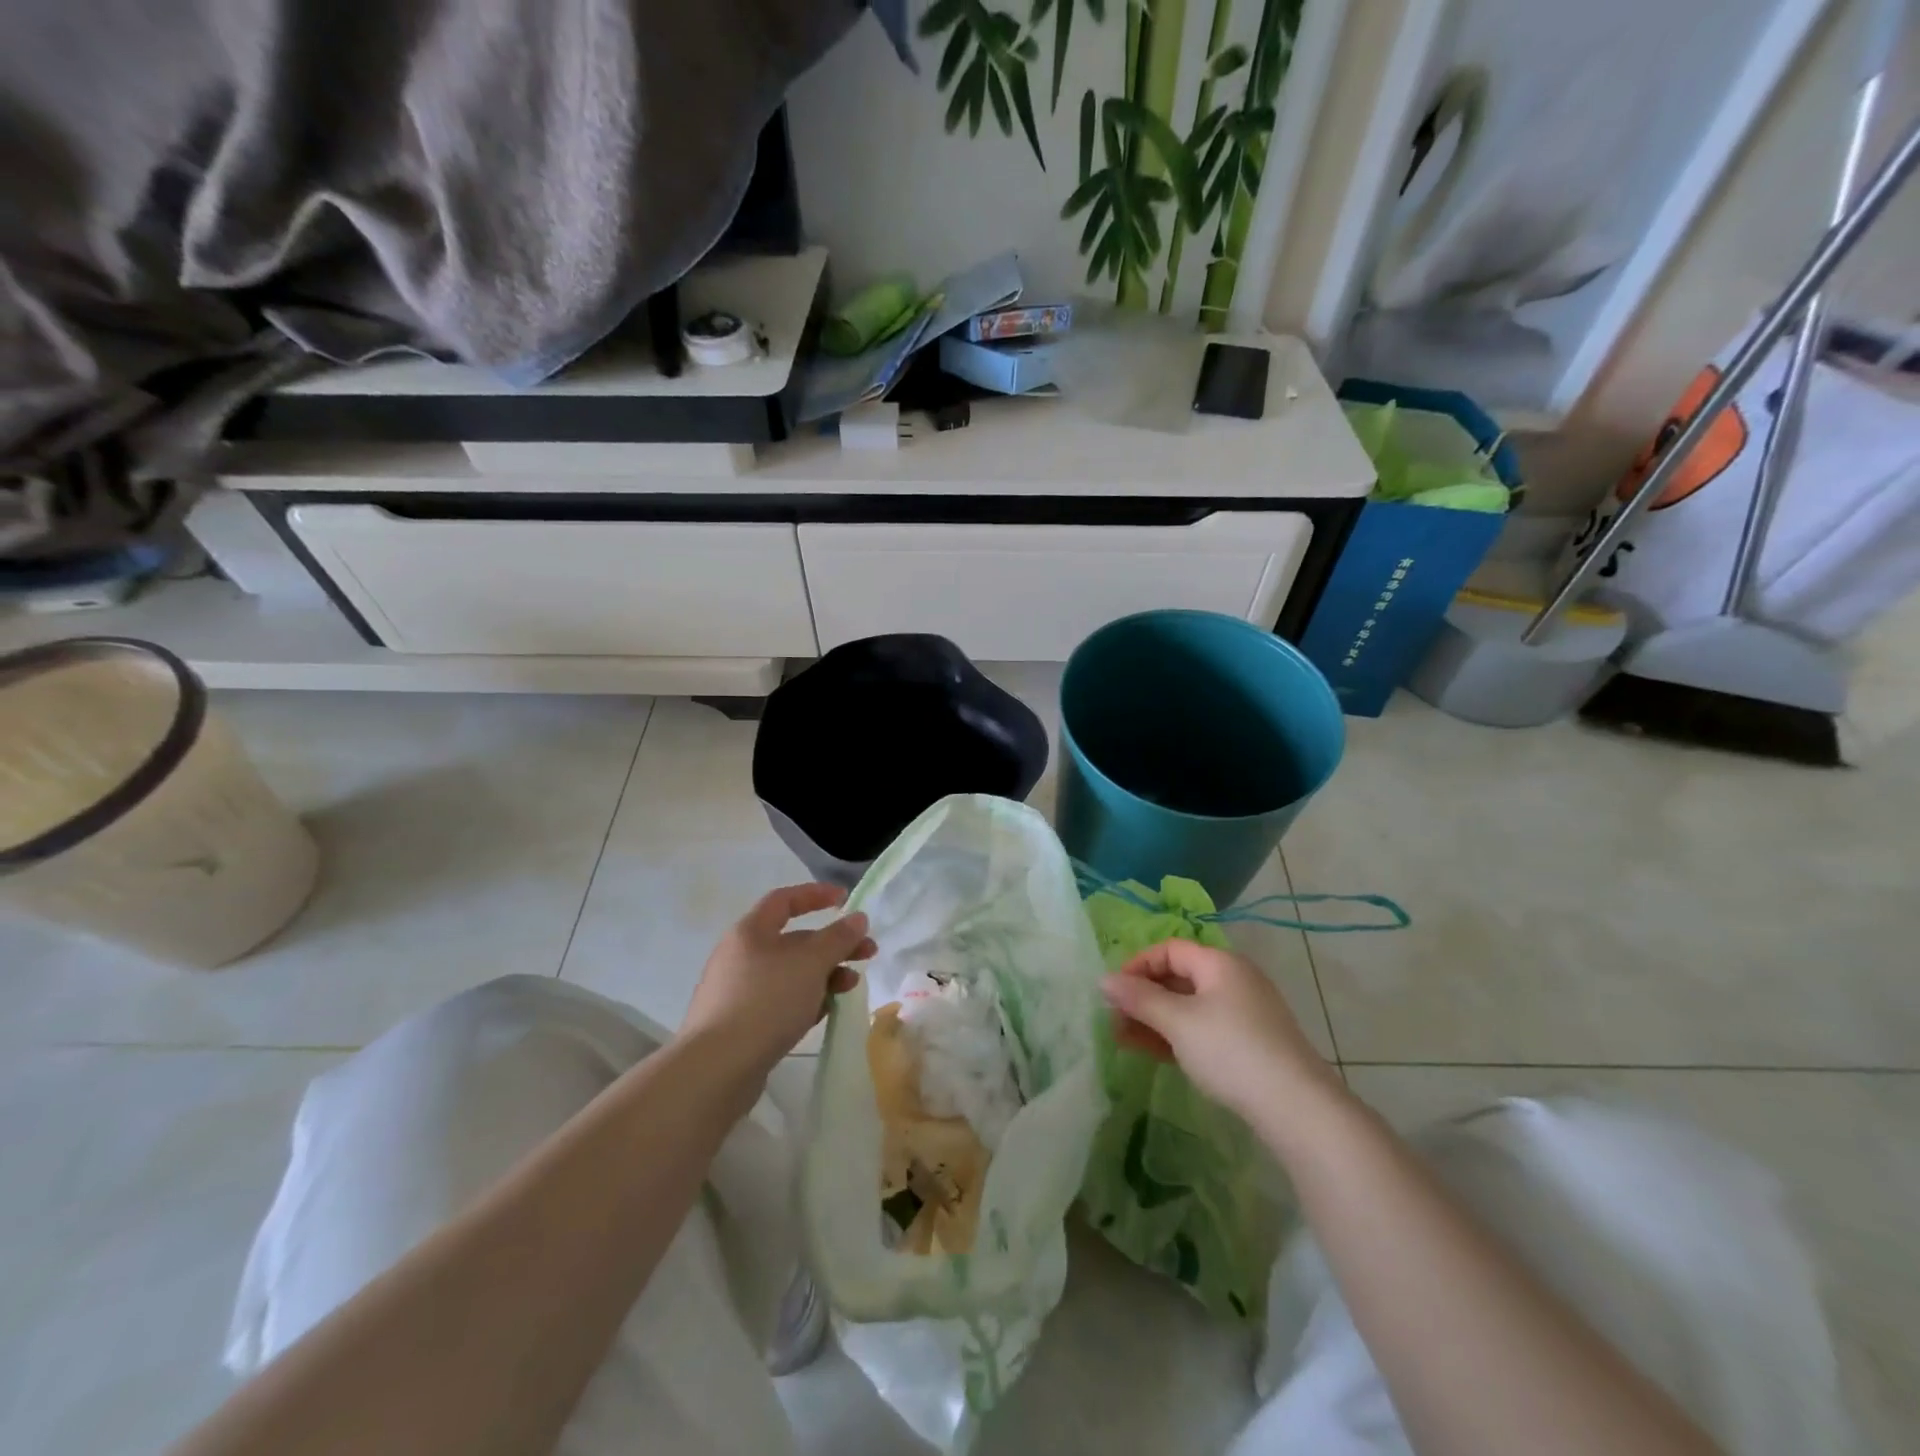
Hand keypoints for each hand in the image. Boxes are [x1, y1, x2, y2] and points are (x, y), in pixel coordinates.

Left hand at [681, 883, 876, 1075]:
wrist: (717, 1068)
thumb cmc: (766, 1001)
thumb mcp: (810, 963)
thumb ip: (838, 938)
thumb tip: (857, 918)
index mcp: (750, 932)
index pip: (785, 900)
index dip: (816, 895)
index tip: (846, 900)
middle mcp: (741, 956)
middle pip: (794, 940)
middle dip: (833, 944)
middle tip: (868, 953)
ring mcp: (739, 991)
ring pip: (791, 973)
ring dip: (825, 974)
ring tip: (851, 986)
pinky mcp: (742, 1024)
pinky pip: (781, 1001)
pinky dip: (807, 999)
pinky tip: (826, 1011)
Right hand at [1102, 941, 1341, 1125]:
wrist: (1297, 1108)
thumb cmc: (1231, 1051)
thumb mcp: (1178, 1022)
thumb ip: (1139, 998)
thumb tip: (1103, 979)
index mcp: (1219, 963)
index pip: (1169, 949)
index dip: (1137, 965)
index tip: (1113, 992)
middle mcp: (1233, 979)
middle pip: (1178, 977)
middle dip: (1142, 997)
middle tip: (1113, 1020)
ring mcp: (1244, 1012)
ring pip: (1188, 1006)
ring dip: (1155, 1019)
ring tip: (1123, 1040)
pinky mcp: (1249, 1042)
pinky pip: (1203, 1028)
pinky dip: (1176, 1035)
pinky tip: (1154, 1053)